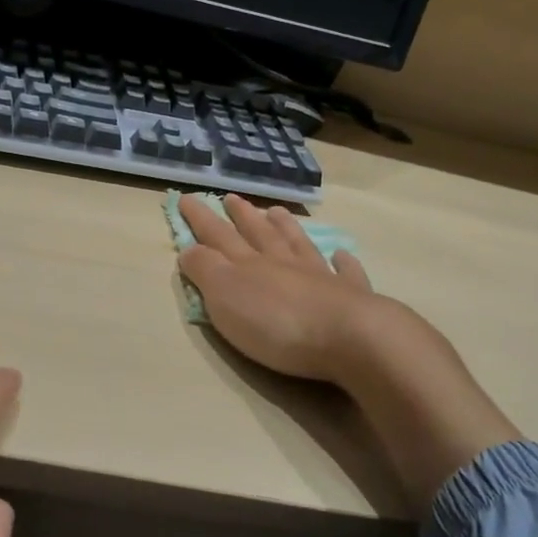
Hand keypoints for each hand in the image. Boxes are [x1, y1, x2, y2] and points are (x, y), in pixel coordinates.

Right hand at [177, 193, 516, 507]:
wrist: (350, 339)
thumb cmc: (277, 323)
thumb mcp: (225, 296)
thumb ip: (205, 270)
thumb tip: (189, 248)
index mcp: (249, 264)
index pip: (218, 235)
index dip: (200, 218)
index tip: (186, 198)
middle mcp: (283, 263)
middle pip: (259, 234)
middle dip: (242, 216)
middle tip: (232, 198)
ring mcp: (320, 278)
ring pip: (298, 245)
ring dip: (286, 228)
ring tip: (277, 212)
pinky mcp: (351, 299)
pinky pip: (345, 273)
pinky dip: (342, 262)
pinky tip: (342, 255)